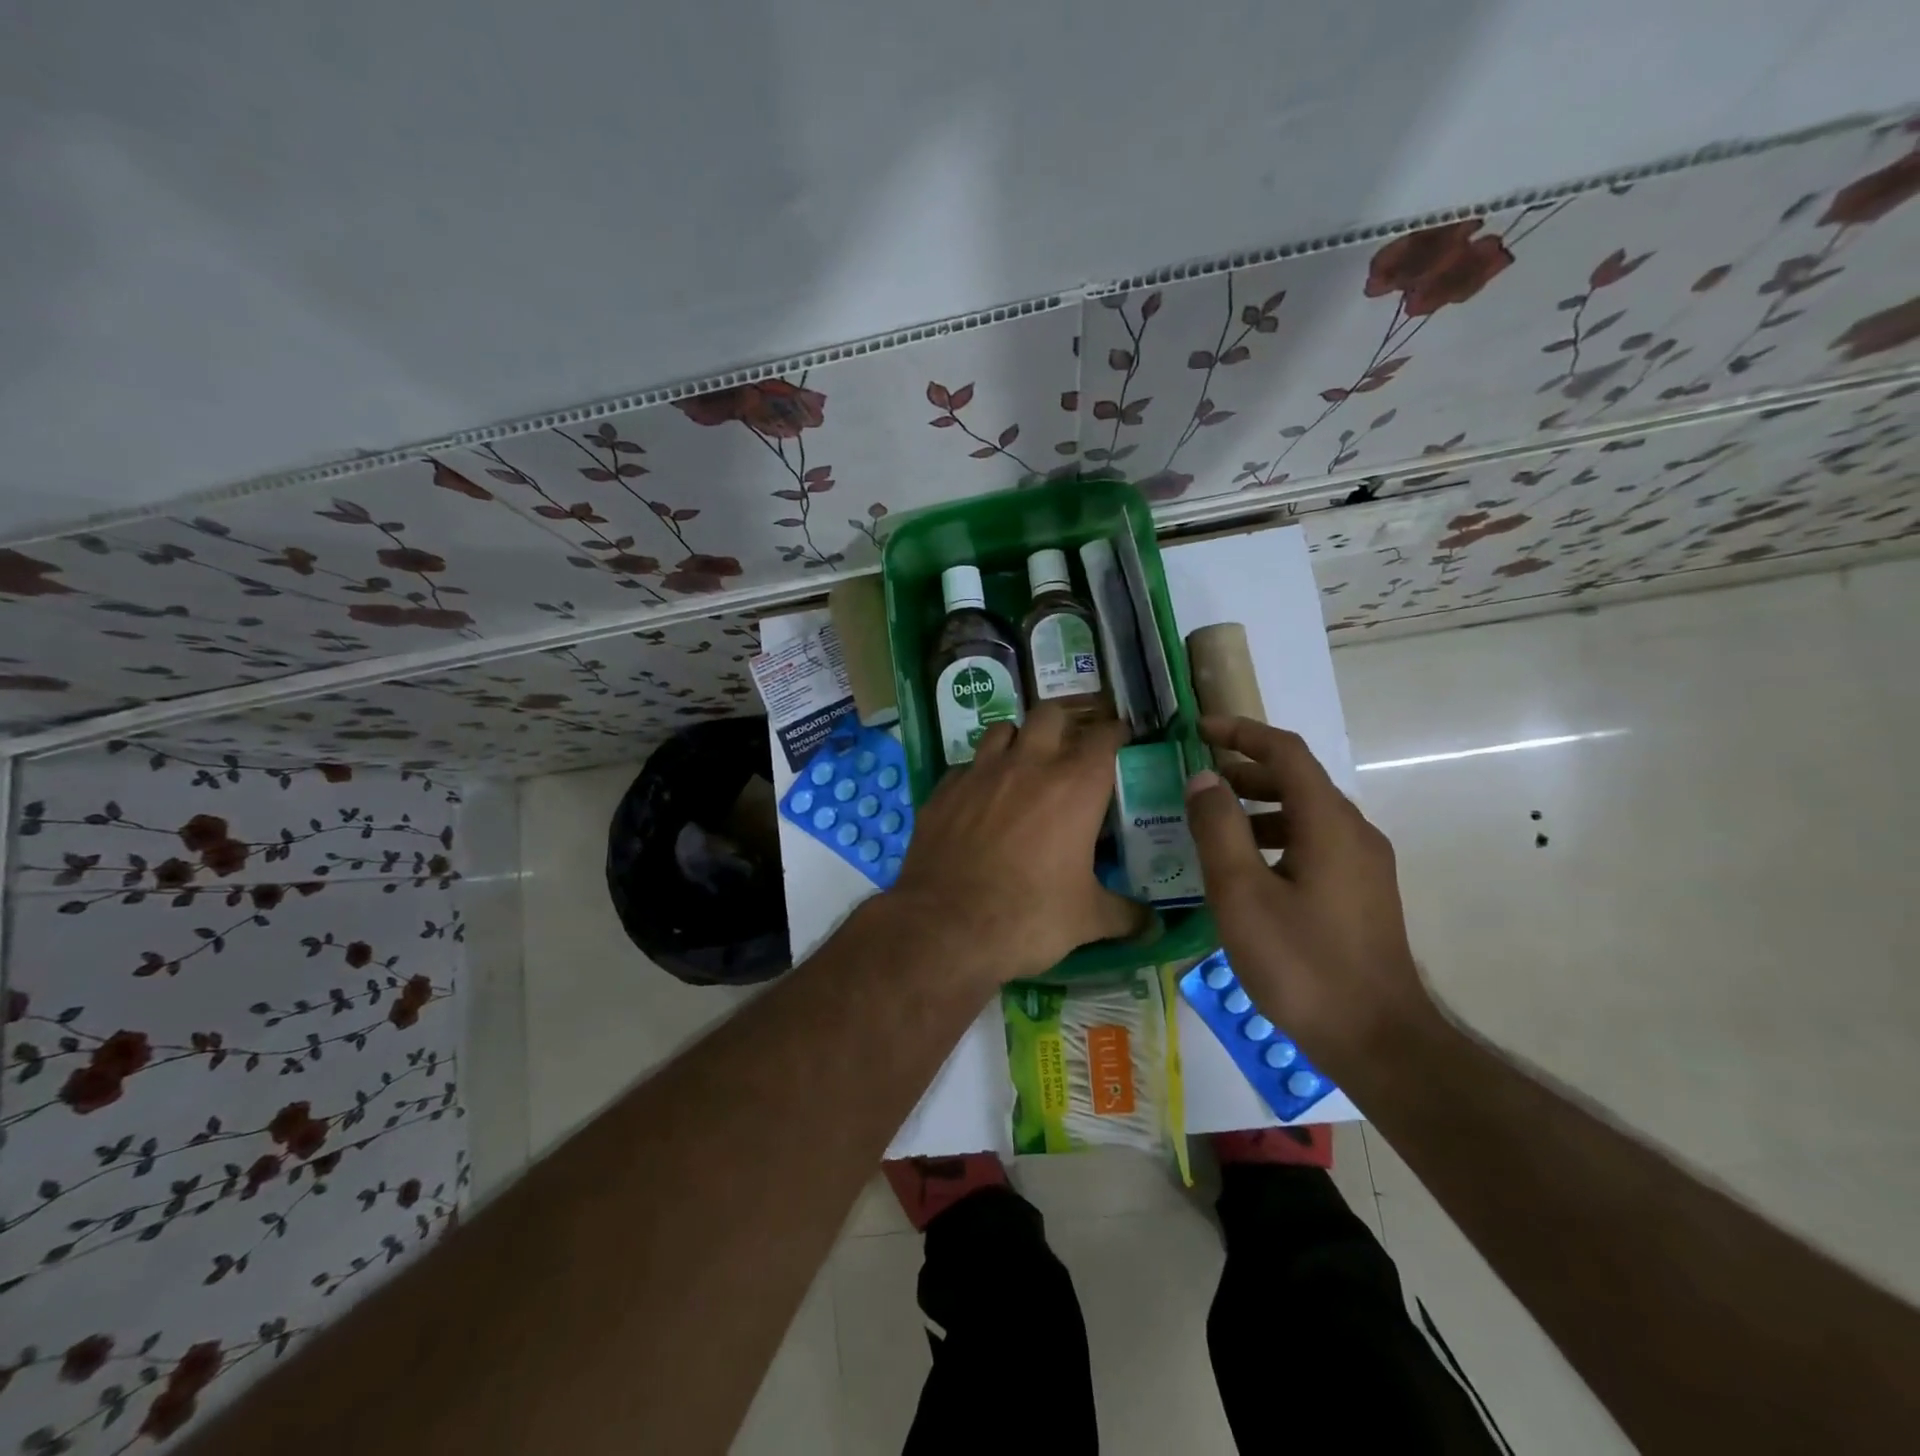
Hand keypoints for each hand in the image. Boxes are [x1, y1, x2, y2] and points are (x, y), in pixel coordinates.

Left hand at [890, 704, 1148, 984]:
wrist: (946, 926)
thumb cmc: (1029, 916)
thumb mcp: (1087, 919)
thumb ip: (1124, 914)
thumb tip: (1152, 926)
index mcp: (1075, 786)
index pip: (1104, 737)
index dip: (1115, 734)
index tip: (1120, 739)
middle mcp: (1028, 765)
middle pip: (1050, 715)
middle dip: (1065, 725)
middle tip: (1070, 749)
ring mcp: (980, 773)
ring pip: (1003, 729)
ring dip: (1018, 740)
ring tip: (1022, 765)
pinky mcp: (944, 790)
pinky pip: (966, 767)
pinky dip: (978, 775)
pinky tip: (979, 799)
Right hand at [1183, 715, 1435, 1065]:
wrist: (1376, 1040)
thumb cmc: (1302, 963)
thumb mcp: (1242, 894)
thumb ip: (1219, 829)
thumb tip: (1203, 778)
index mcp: (1329, 823)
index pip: (1286, 752)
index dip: (1241, 732)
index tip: (1199, 730)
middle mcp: (1355, 833)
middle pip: (1298, 780)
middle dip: (1246, 771)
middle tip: (1198, 783)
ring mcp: (1364, 865)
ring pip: (1306, 815)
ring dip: (1259, 807)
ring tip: (1214, 826)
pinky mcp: (1363, 894)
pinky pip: (1315, 844)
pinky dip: (1276, 837)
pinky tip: (1247, 870)